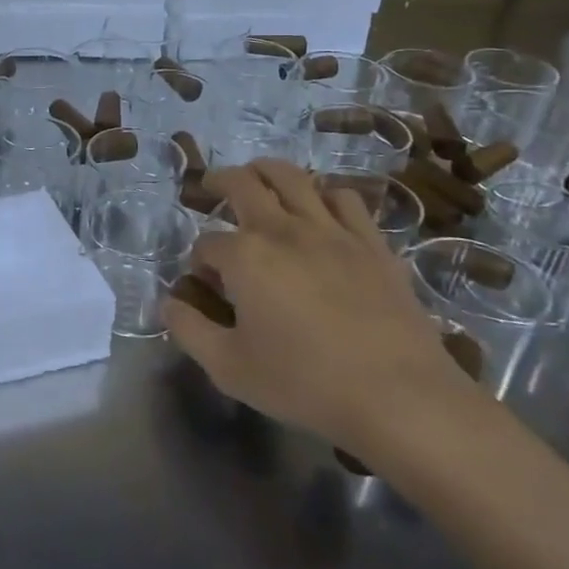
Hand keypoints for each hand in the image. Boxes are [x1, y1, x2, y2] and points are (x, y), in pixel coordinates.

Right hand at [163, 160, 478, 453]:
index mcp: (244, 256)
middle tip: (211, 187)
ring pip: (293, 177)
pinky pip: (344, 198)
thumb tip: (168, 303)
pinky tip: (320, 209)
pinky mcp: (371, 242)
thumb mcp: (228, 367)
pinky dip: (324, 194)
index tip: (206, 284)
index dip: (200, 261)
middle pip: (242, 184)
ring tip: (259, 178)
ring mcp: (331, 230)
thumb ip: (189, 329)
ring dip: (267, 171)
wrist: (400, 397)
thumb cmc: (305, 383)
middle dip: (219, 182)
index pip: (206, 244)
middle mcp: (282, 229)